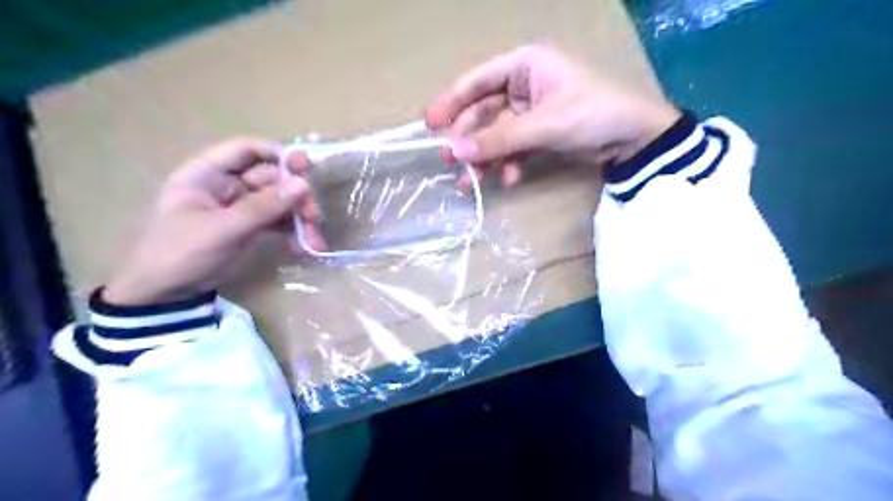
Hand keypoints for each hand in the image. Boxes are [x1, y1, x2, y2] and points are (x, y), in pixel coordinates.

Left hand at [101, 139, 324, 307]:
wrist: (164, 295)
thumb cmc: (181, 254)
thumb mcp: (222, 230)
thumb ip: (263, 207)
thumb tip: (303, 185)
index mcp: (206, 174)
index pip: (244, 150)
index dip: (276, 154)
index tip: (306, 168)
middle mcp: (225, 185)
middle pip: (270, 178)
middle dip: (295, 196)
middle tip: (314, 216)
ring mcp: (239, 207)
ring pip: (278, 201)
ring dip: (299, 217)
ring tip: (314, 239)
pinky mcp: (248, 226)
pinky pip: (276, 221)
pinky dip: (292, 232)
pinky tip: (304, 246)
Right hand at [429, 43, 680, 185]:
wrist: (633, 139)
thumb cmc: (593, 115)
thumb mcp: (544, 125)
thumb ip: (498, 138)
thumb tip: (456, 152)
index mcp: (524, 66)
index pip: (477, 81)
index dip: (451, 101)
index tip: (429, 125)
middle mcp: (522, 85)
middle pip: (482, 112)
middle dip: (467, 138)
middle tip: (450, 162)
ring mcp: (528, 112)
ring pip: (494, 134)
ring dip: (483, 157)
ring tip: (470, 182)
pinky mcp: (535, 134)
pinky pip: (511, 147)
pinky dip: (506, 163)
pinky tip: (508, 177)